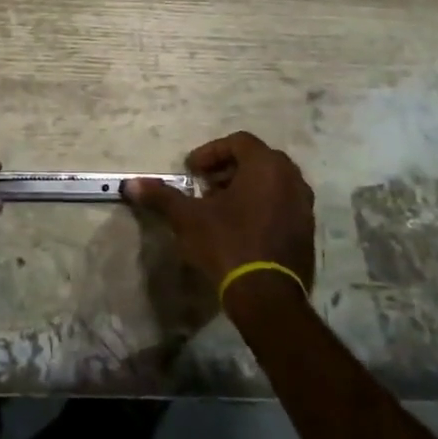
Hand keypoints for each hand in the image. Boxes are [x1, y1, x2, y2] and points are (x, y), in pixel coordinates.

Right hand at [122, 132, 315, 294]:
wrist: (267, 296)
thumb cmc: (227, 244)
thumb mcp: (188, 218)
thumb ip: (161, 196)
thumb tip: (130, 184)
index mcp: (266, 166)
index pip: (238, 142)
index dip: (211, 152)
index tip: (191, 171)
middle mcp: (291, 179)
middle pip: (257, 160)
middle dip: (228, 169)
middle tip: (205, 186)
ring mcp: (303, 206)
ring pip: (272, 183)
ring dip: (245, 187)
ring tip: (220, 208)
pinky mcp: (307, 231)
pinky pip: (282, 205)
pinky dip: (261, 206)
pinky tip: (240, 228)